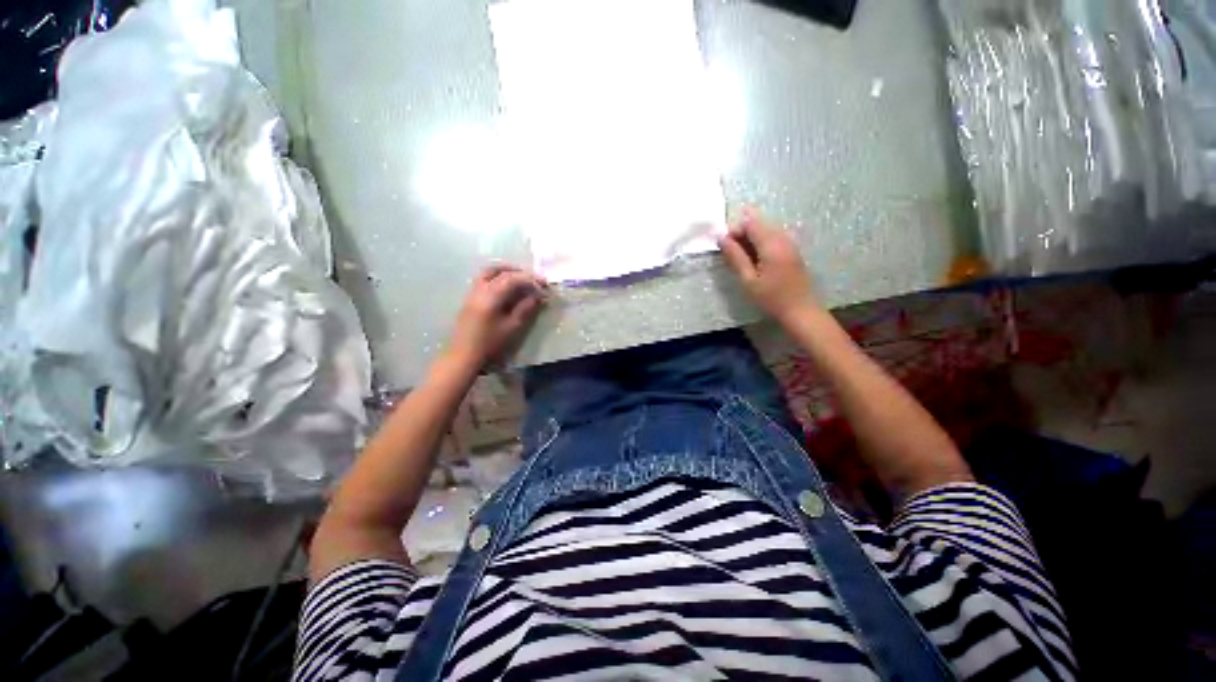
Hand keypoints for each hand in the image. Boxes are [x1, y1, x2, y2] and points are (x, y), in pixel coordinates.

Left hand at [446, 264, 548, 370]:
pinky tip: (507, 288)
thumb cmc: (490, 343)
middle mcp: (480, 289)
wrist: (464, 355)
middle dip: (518, 272)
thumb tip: (538, 296)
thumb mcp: (512, 327)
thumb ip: (525, 309)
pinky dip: (498, 277)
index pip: (512, 279)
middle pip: (499, 271)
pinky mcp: (470, 298)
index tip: (544, 285)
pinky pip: (484, 279)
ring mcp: (472, 292)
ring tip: (521, 279)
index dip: (530, 279)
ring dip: (506, 272)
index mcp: (491, 297)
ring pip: (489, 272)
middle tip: (533, 279)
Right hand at [718, 209, 818, 323]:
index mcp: (771, 243)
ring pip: (765, 232)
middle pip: (758, 224)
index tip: (724, 248)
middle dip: (741, 235)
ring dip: (750, 241)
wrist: (800, 311)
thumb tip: (721, 238)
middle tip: (731, 256)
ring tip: (742, 261)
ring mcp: (790, 243)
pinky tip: (755, 263)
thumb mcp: (748, 279)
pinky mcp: (792, 251)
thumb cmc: (771, 298)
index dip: (734, 230)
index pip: (749, 222)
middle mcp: (782, 238)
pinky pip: (772, 239)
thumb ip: (735, 256)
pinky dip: (760, 246)